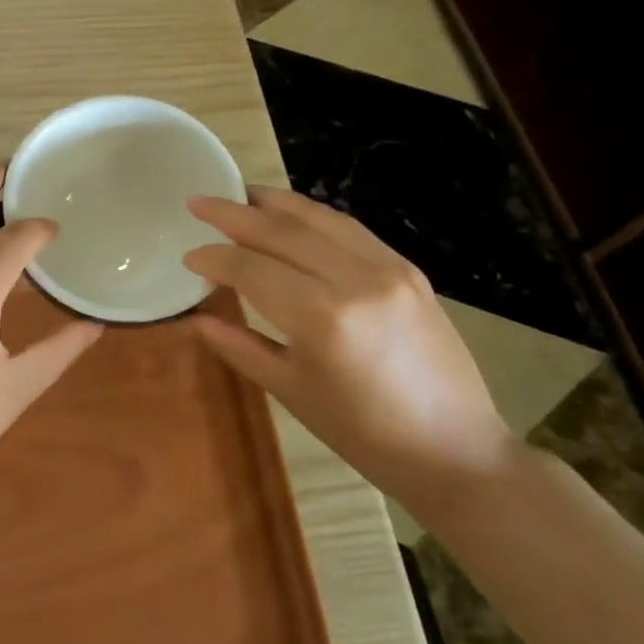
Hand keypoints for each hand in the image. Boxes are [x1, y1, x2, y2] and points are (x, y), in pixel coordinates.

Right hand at [183, 186, 515, 526]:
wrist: (454, 449)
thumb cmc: (362, 433)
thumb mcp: (290, 392)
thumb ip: (239, 346)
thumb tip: (195, 318)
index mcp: (322, 318)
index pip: (252, 268)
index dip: (214, 258)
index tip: (188, 255)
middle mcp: (356, 280)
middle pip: (282, 231)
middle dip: (233, 213)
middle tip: (198, 202)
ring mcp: (388, 269)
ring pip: (319, 218)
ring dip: (273, 202)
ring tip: (239, 193)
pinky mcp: (408, 269)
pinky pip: (350, 229)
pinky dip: (313, 215)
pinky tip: (291, 215)